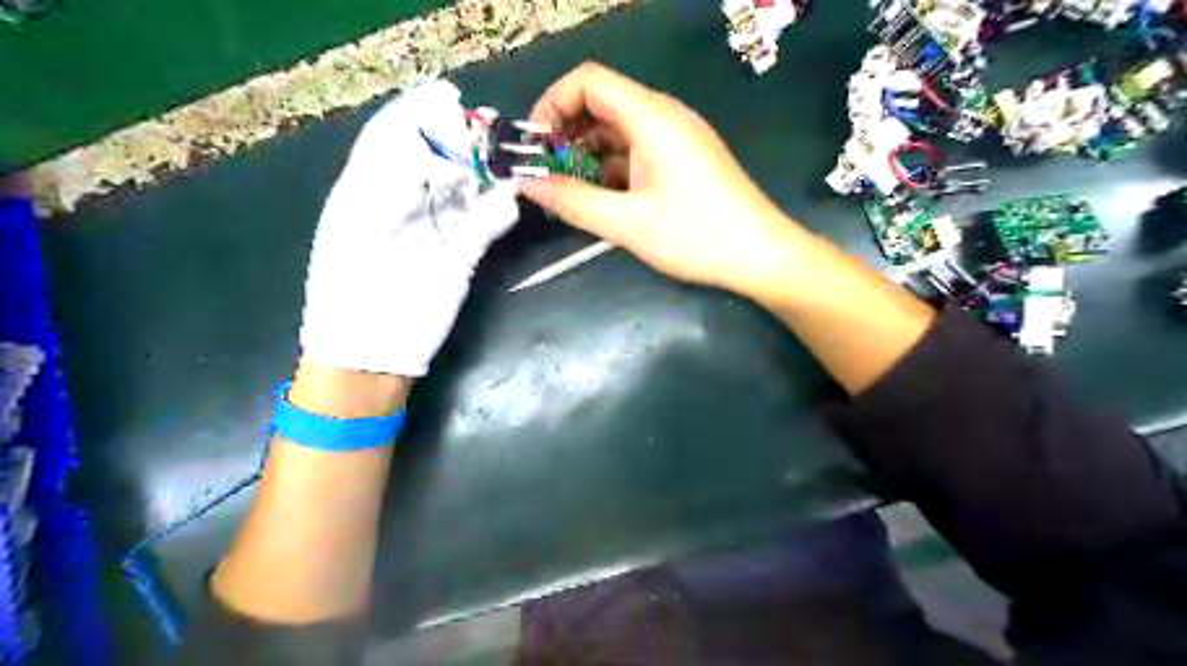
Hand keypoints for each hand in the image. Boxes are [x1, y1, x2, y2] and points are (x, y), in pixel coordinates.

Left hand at [300, 80, 516, 375]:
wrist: (368, 360)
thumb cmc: (356, 302)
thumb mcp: (366, 238)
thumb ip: (404, 196)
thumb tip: (450, 165)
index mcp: (365, 194)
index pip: (392, 139)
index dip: (420, 115)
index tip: (452, 99)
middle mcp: (398, 206)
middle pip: (431, 161)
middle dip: (460, 140)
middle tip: (493, 126)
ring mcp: (429, 233)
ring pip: (458, 191)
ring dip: (483, 173)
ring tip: (509, 156)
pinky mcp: (454, 259)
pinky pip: (477, 226)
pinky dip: (494, 212)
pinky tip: (510, 198)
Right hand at [520, 60, 796, 293]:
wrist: (761, 255)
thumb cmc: (695, 236)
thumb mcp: (627, 223)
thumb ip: (572, 201)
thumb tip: (527, 184)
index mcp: (651, 117)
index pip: (588, 81)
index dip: (552, 103)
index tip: (534, 145)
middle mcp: (664, 116)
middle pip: (602, 104)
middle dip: (566, 133)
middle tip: (545, 173)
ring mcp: (677, 138)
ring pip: (619, 131)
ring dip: (587, 155)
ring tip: (568, 191)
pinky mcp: (684, 159)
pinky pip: (637, 151)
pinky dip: (612, 168)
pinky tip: (601, 198)